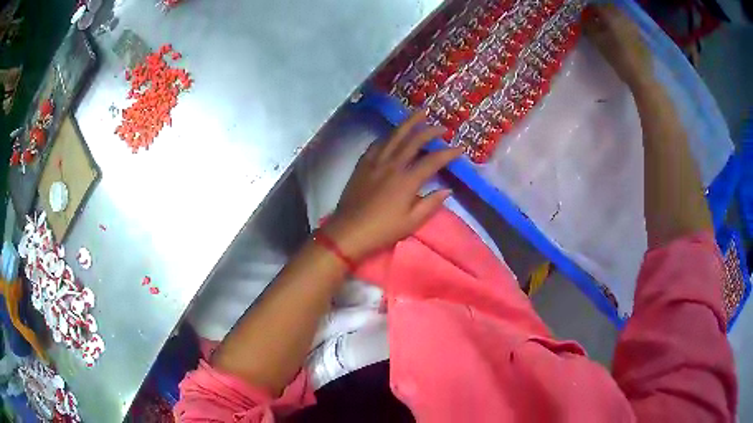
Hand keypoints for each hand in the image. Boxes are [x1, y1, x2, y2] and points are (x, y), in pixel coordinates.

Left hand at [322, 111, 462, 261]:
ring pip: (394, 136)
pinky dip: (388, 136)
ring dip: (408, 123)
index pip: (433, 161)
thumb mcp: (412, 222)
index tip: (460, 148)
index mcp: (407, 180)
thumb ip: (431, 203)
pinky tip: (392, 134)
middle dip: (430, 131)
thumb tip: (447, 189)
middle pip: (413, 141)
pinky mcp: (362, 164)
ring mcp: (375, 162)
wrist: (349, 231)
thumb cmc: (383, 230)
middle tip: (442, 127)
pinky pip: (377, 144)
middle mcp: (392, 165)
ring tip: (419, 114)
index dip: (448, 153)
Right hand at [583, 4, 652, 87]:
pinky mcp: (640, 36)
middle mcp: (622, 17)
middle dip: (601, 14)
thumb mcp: (599, 44)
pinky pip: (627, 26)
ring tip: (607, 31)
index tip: (585, 17)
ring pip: (619, 17)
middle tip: (596, 22)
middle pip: (609, 9)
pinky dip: (621, 28)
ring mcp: (633, 26)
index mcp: (611, 16)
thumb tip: (583, 20)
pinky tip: (619, 38)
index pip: (596, 6)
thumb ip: (589, 29)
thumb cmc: (619, 59)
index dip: (589, 11)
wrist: (642, 76)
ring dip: (612, 21)